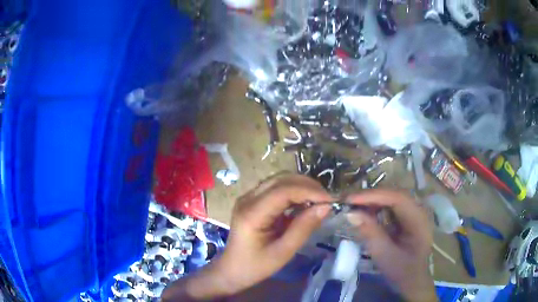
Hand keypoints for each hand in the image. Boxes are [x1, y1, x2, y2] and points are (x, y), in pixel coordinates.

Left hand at [215, 174, 332, 292]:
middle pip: (281, 180)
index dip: (309, 191)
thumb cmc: (256, 266)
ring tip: (319, 200)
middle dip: (307, 185)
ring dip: (301, 186)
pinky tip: (304, 203)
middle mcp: (247, 199)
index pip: (283, 191)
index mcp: (251, 213)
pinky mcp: (252, 200)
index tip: (330, 200)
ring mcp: (248, 198)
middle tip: (327, 199)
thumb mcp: (283, 252)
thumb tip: (326, 206)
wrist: (233, 269)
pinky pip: (275, 188)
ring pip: (279, 180)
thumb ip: (304, 228)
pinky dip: (293, 192)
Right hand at [346, 190, 435, 301]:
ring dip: (372, 201)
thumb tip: (351, 213)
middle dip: (370, 196)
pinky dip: (376, 208)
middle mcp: (419, 210)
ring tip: (353, 205)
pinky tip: (365, 213)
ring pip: (392, 199)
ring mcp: (414, 212)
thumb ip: (370, 233)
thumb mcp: (384, 255)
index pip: (397, 198)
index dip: (373, 196)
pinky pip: (391, 207)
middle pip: (394, 195)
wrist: (414, 280)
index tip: (350, 200)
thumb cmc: (401, 271)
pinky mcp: (408, 217)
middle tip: (347, 201)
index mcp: (418, 220)